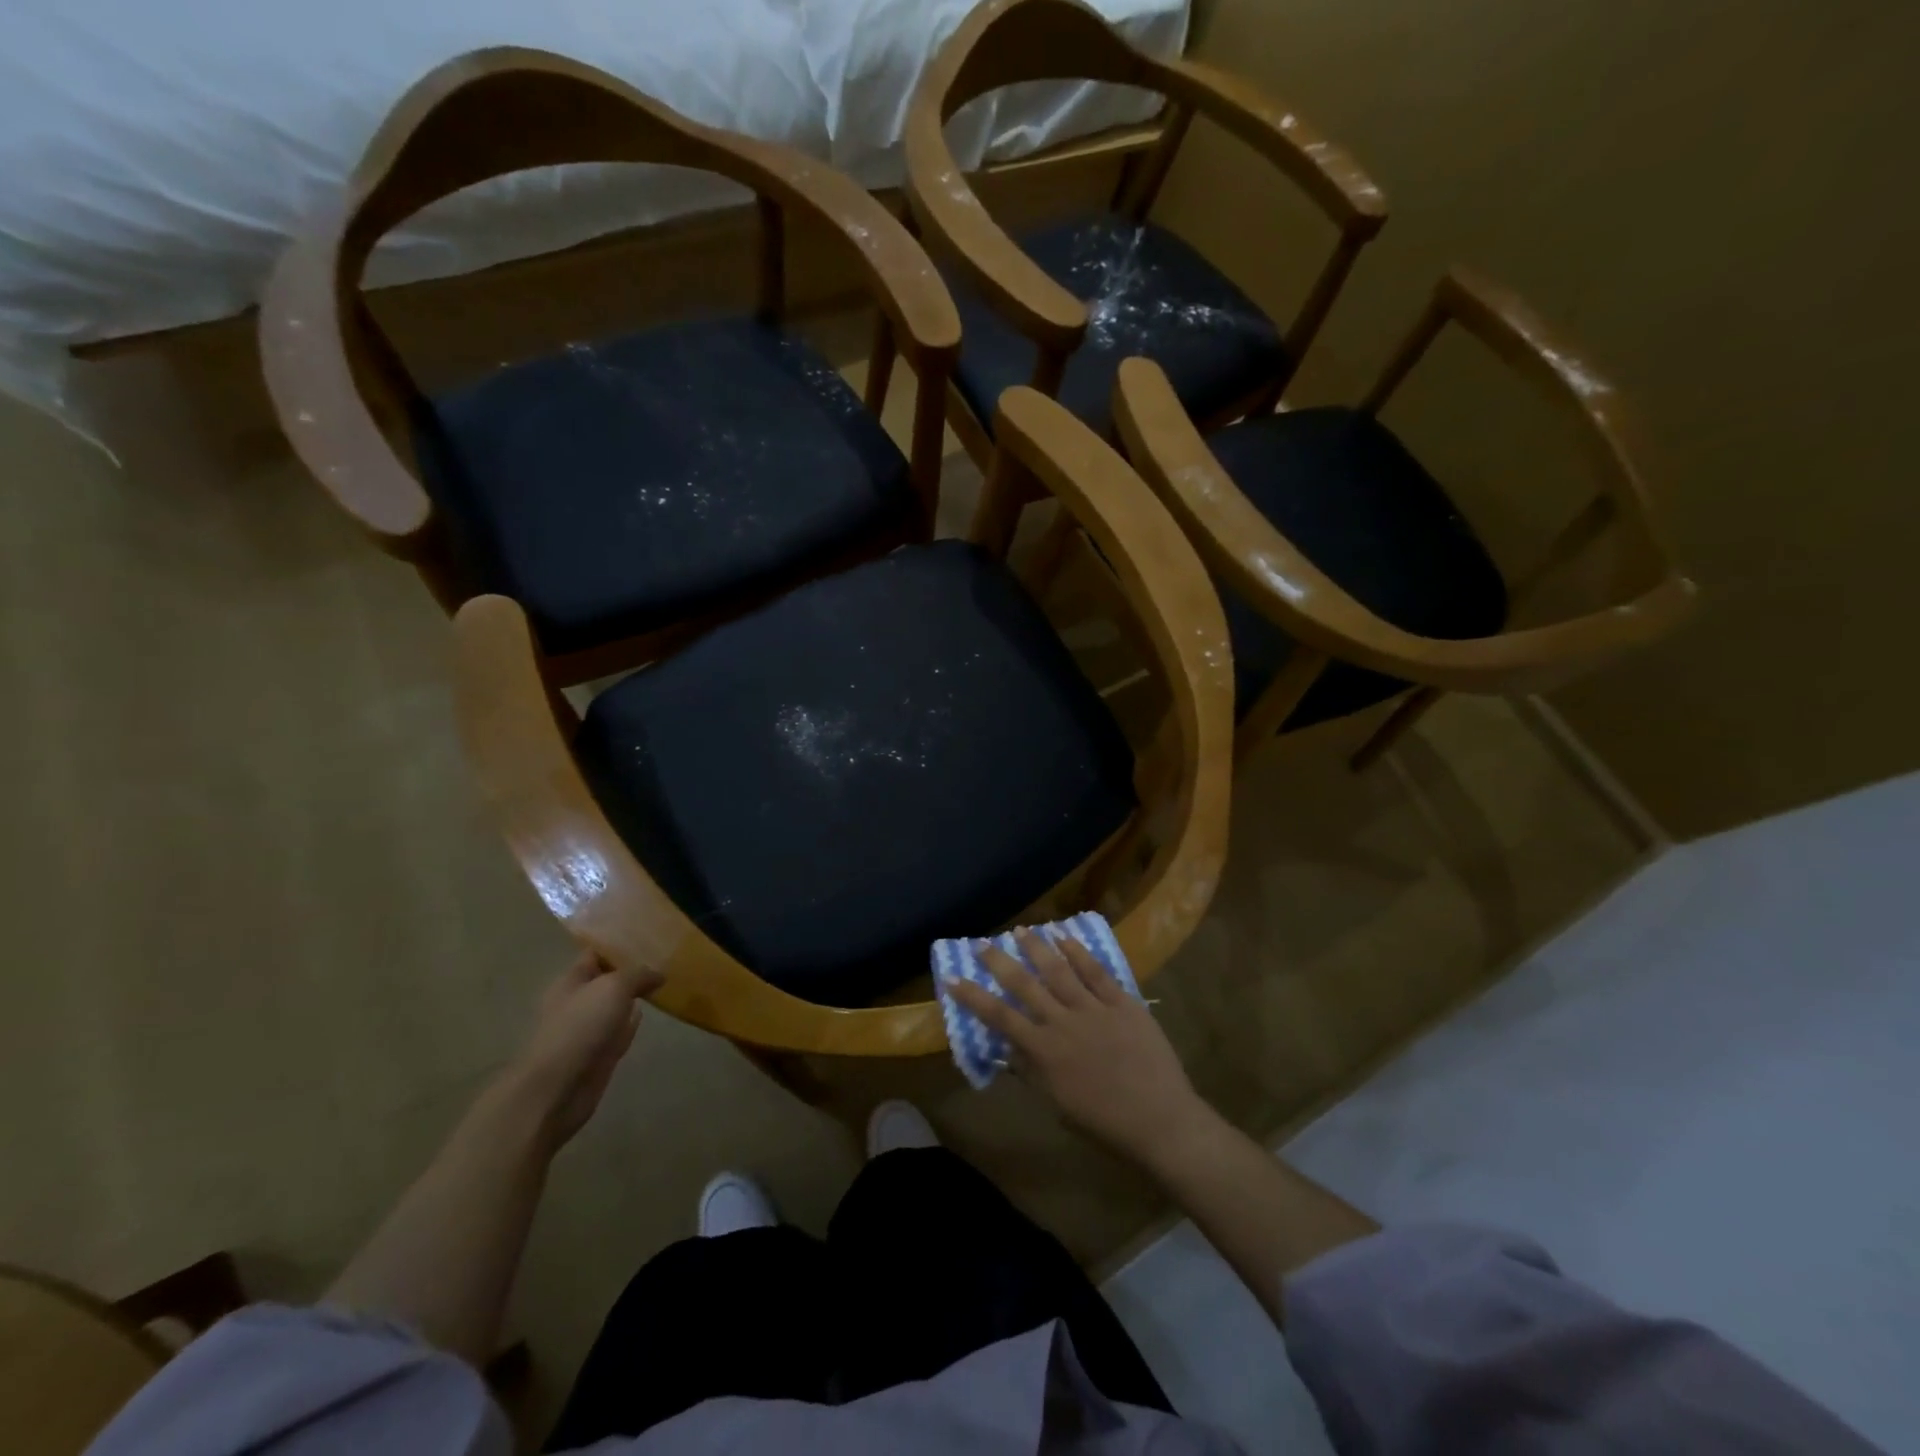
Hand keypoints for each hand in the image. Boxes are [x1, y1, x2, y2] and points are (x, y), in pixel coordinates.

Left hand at [508, 952, 662, 1148]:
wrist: (557, 1088)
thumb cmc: (579, 1027)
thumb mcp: (614, 987)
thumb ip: (638, 975)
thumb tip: (658, 974)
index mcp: (571, 981)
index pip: (596, 954)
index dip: (619, 943)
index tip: (648, 934)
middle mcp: (577, 1002)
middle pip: (607, 980)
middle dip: (630, 970)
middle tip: (664, 957)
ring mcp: (587, 1030)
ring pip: (615, 1006)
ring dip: (633, 997)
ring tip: (662, 982)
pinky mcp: (598, 1055)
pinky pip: (619, 1032)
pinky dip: (631, 1023)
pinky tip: (646, 1014)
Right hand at [947, 930, 1212, 1168]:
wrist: (1160, 1121)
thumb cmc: (1105, 1123)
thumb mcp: (1058, 1104)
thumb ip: (1032, 1072)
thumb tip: (1009, 1047)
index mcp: (1045, 1051)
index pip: (1000, 1017)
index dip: (973, 997)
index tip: (953, 978)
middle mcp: (1063, 1022)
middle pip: (1025, 985)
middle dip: (1000, 962)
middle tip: (982, 943)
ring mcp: (1094, 1009)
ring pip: (1059, 970)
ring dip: (1037, 948)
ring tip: (1021, 930)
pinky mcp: (1122, 1002)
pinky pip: (1097, 971)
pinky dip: (1079, 952)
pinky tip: (1065, 937)